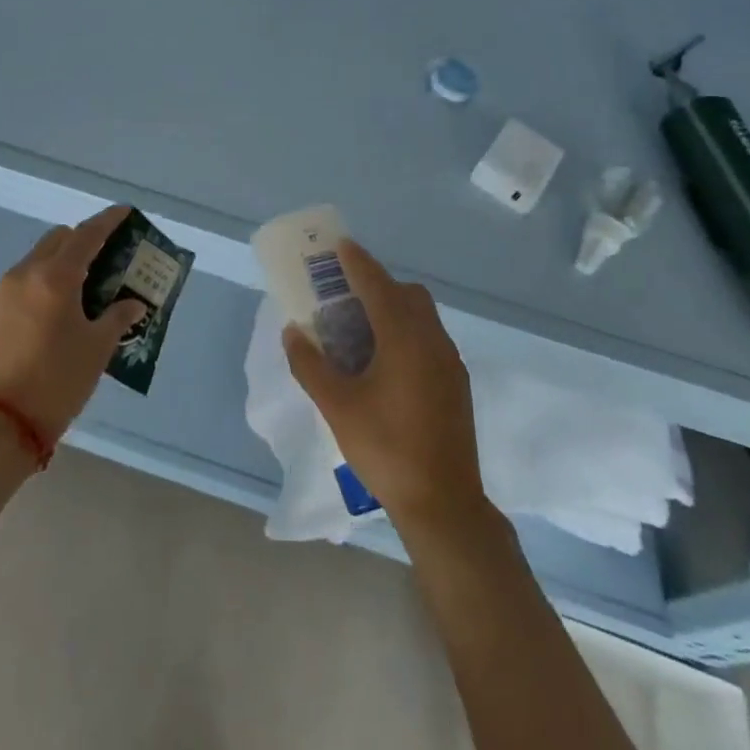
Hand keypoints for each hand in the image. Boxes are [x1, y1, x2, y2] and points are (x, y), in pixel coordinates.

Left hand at [0, 206, 146, 446]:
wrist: (2, 422)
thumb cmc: (58, 380)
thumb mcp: (97, 348)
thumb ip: (118, 317)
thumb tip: (134, 304)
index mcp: (56, 276)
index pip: (87, 234)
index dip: (108, 220)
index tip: (126, 211)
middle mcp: (28, 272)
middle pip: (60, 238)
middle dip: (85, 238)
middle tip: (110, 254)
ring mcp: (7, 289)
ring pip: (41, 255)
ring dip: (65, 256)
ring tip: (89, 279)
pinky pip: (28, 275)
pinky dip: (48, 274)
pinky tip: (64, 300)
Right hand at [282, 240, 486, 531]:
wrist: (444, 504)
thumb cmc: (386, 449)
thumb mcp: (337, 407)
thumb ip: (310, 365)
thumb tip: (292, 332)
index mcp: (404, 338)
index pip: (377, 284)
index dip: (357, 262)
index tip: (340, 245)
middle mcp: (431, 339)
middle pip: (405, 293)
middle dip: (376, 283)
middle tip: (345, 294)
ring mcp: (449, 361)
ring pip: (421, 314)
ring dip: (393, 307)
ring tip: (361, 328)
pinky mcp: (456, 382)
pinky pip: (429, 336)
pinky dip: (406, 330)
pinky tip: (385, 360)